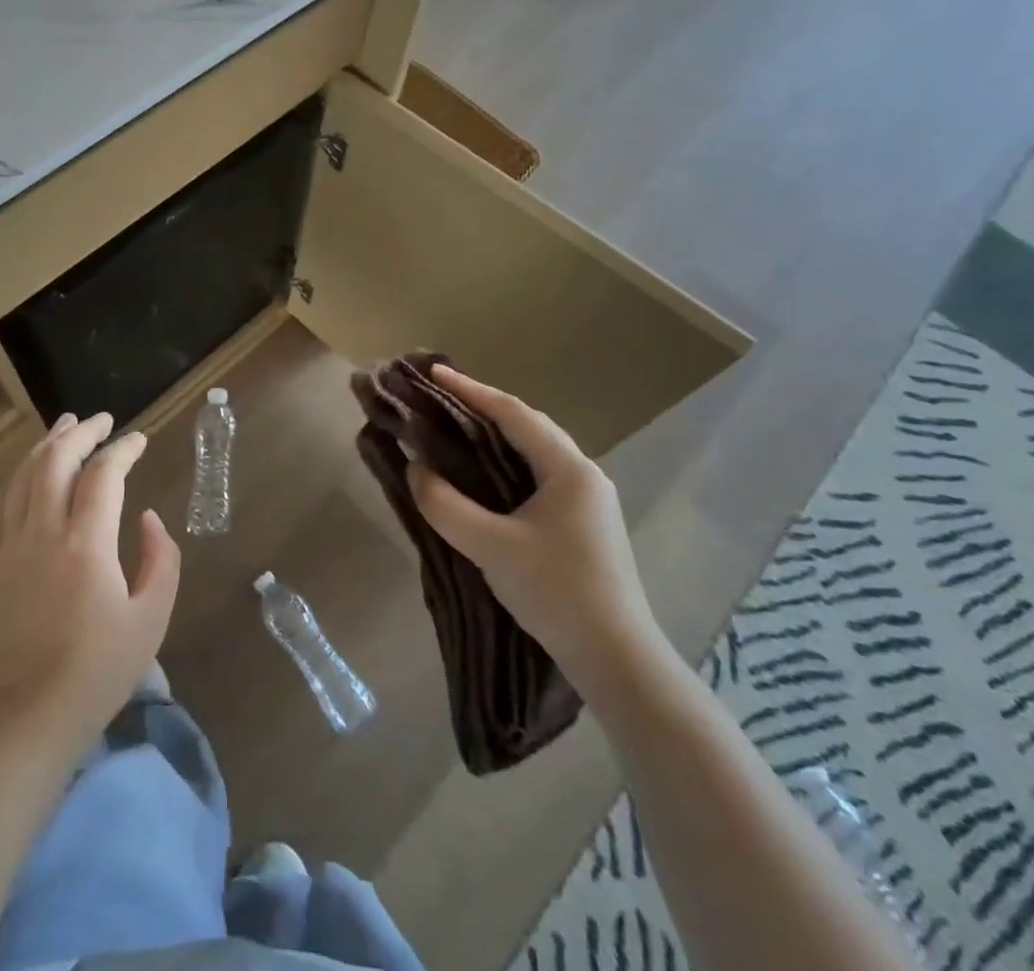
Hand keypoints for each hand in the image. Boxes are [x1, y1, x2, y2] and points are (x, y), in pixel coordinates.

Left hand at [0, 412, 180, 753]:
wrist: (24, 720)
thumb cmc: (96, 672)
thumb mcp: (151, 619)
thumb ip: (160, 559)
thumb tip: (147, 518)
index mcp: (85, 544)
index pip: (103, 474)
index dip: (123, 449)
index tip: (140, 438)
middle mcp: (43, 533)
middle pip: (55, 461)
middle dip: (80, 432)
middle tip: (102, 419)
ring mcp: (10, 547)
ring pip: (23, 476)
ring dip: (46, 445)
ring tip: (65, 426)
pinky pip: (1, 505)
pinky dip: (18, 477)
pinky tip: (28, 473)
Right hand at [408, 365, 668, 696]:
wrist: (618, 661)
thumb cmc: (556, 593)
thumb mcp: (491, 547)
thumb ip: (446, 504)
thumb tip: (415, 470)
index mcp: (569, 469)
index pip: (513, 413)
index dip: (470, 390)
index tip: (433, 372)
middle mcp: (584, 474)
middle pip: (528, 425)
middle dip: (483, 407)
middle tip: (440, 397)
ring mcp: (589, 500)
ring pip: (535, 451)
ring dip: (496, 435)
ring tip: (456, 427)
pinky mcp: (585, 523)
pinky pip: (539, 475)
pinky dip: (508, 463)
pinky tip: (485, 474)